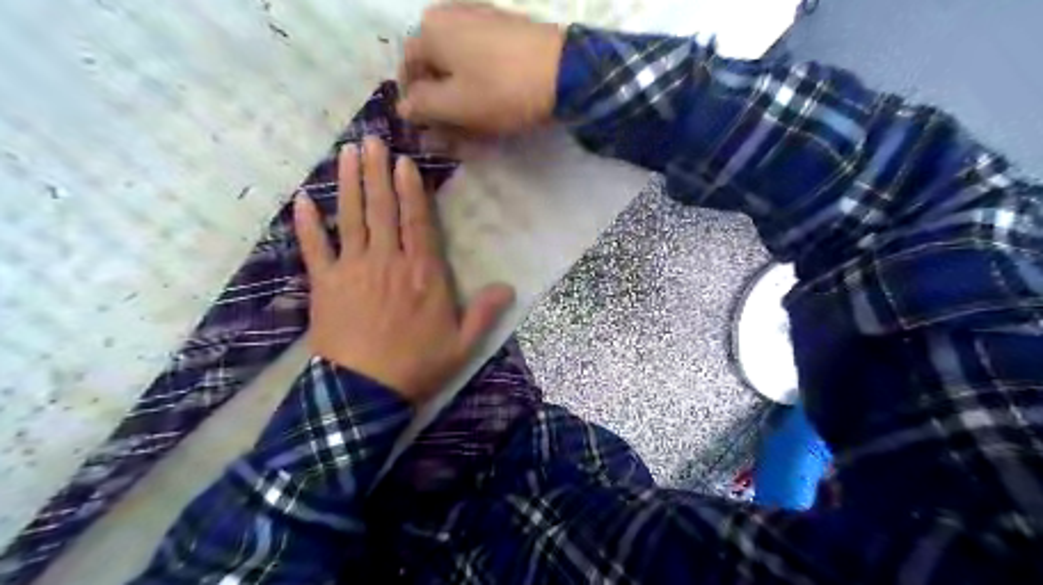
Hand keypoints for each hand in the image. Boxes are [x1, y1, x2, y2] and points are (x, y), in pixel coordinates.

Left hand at [292, 135, 512, 402]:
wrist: (364, 392)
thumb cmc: (417, 366)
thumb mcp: (462, 344)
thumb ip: (485, 313)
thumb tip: (509, 287)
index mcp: (422, 273)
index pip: (417, 221)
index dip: (410, 189)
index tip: (403, 162)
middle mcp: (387, 262)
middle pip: (381, 209)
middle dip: (376, 172)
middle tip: (371, 139)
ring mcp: (353, 270)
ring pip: (350, 218)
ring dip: (347, 184)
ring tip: (346, 153)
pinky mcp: (325, 284)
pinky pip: (314, 248)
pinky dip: (307, 224)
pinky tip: (302, 200)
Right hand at [399, 0, 561, 133]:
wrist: (564, 71)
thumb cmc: (501, 90)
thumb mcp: (454, 106)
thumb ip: (421, 106)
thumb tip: (403, 106)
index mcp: (430, 29)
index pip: (407, 69)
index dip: (414, 102)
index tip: (427, 128)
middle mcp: (449, 13)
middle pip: (433, 63)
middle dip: (438, 98)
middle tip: (451, 129)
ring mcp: (481, 15)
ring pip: (458, 61)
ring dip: (459, 92)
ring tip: (473, 120)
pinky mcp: (506, 26)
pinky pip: (480, 56)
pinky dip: (479, 79)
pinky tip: (491, 100)